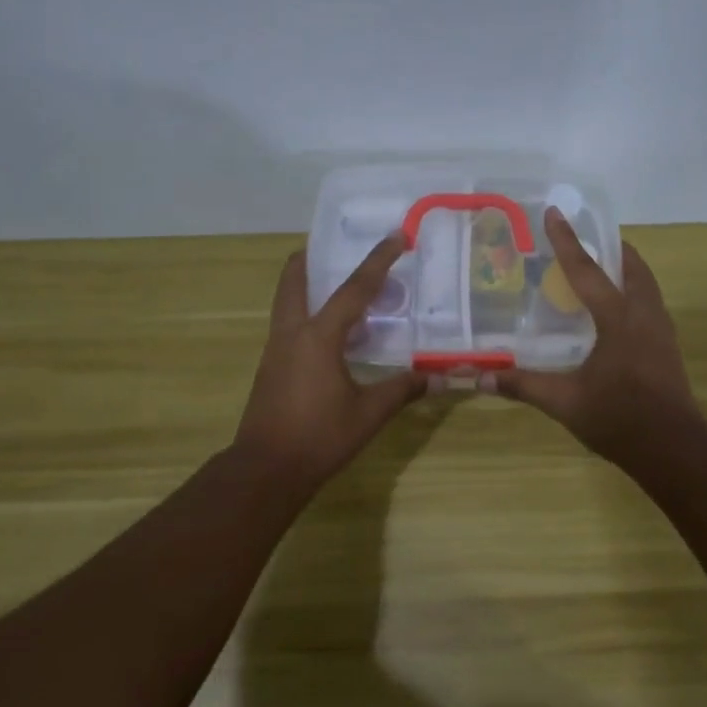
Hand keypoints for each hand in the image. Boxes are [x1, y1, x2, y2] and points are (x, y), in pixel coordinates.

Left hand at [233, 236, 425, 495]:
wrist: (266, 469)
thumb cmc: (319, 437)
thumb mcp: (369, 413)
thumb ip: (404, 389)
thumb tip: (441, 376)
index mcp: (318, 336)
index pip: (354, 289)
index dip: (378, 261)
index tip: (396, 237)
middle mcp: (292, 333)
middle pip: (295, 280)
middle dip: (312, 258)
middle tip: (335, 246)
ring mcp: (276, 350)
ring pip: (287, 302)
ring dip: (307, 285)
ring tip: (336, 284)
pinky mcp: (271, 368)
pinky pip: (289, 325)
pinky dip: (307, 313)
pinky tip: (330, 332)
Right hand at [486, 209, 700, 463]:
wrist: (673, 448)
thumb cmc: (619, 418)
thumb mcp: (565, 402)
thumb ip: (523, 386)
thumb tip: (480, 378)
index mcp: (618, 319)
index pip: (587, 270)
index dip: (567, 241)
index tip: (555, 212)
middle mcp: (644, 315)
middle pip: (632, 268)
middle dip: (612, 249)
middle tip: (589, 240)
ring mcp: (661, 332)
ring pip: (646, 286)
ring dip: (627, 271)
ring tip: (605, 271)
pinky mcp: (668, 349)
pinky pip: (650, 306)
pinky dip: (633, 295)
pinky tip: (618, 315)